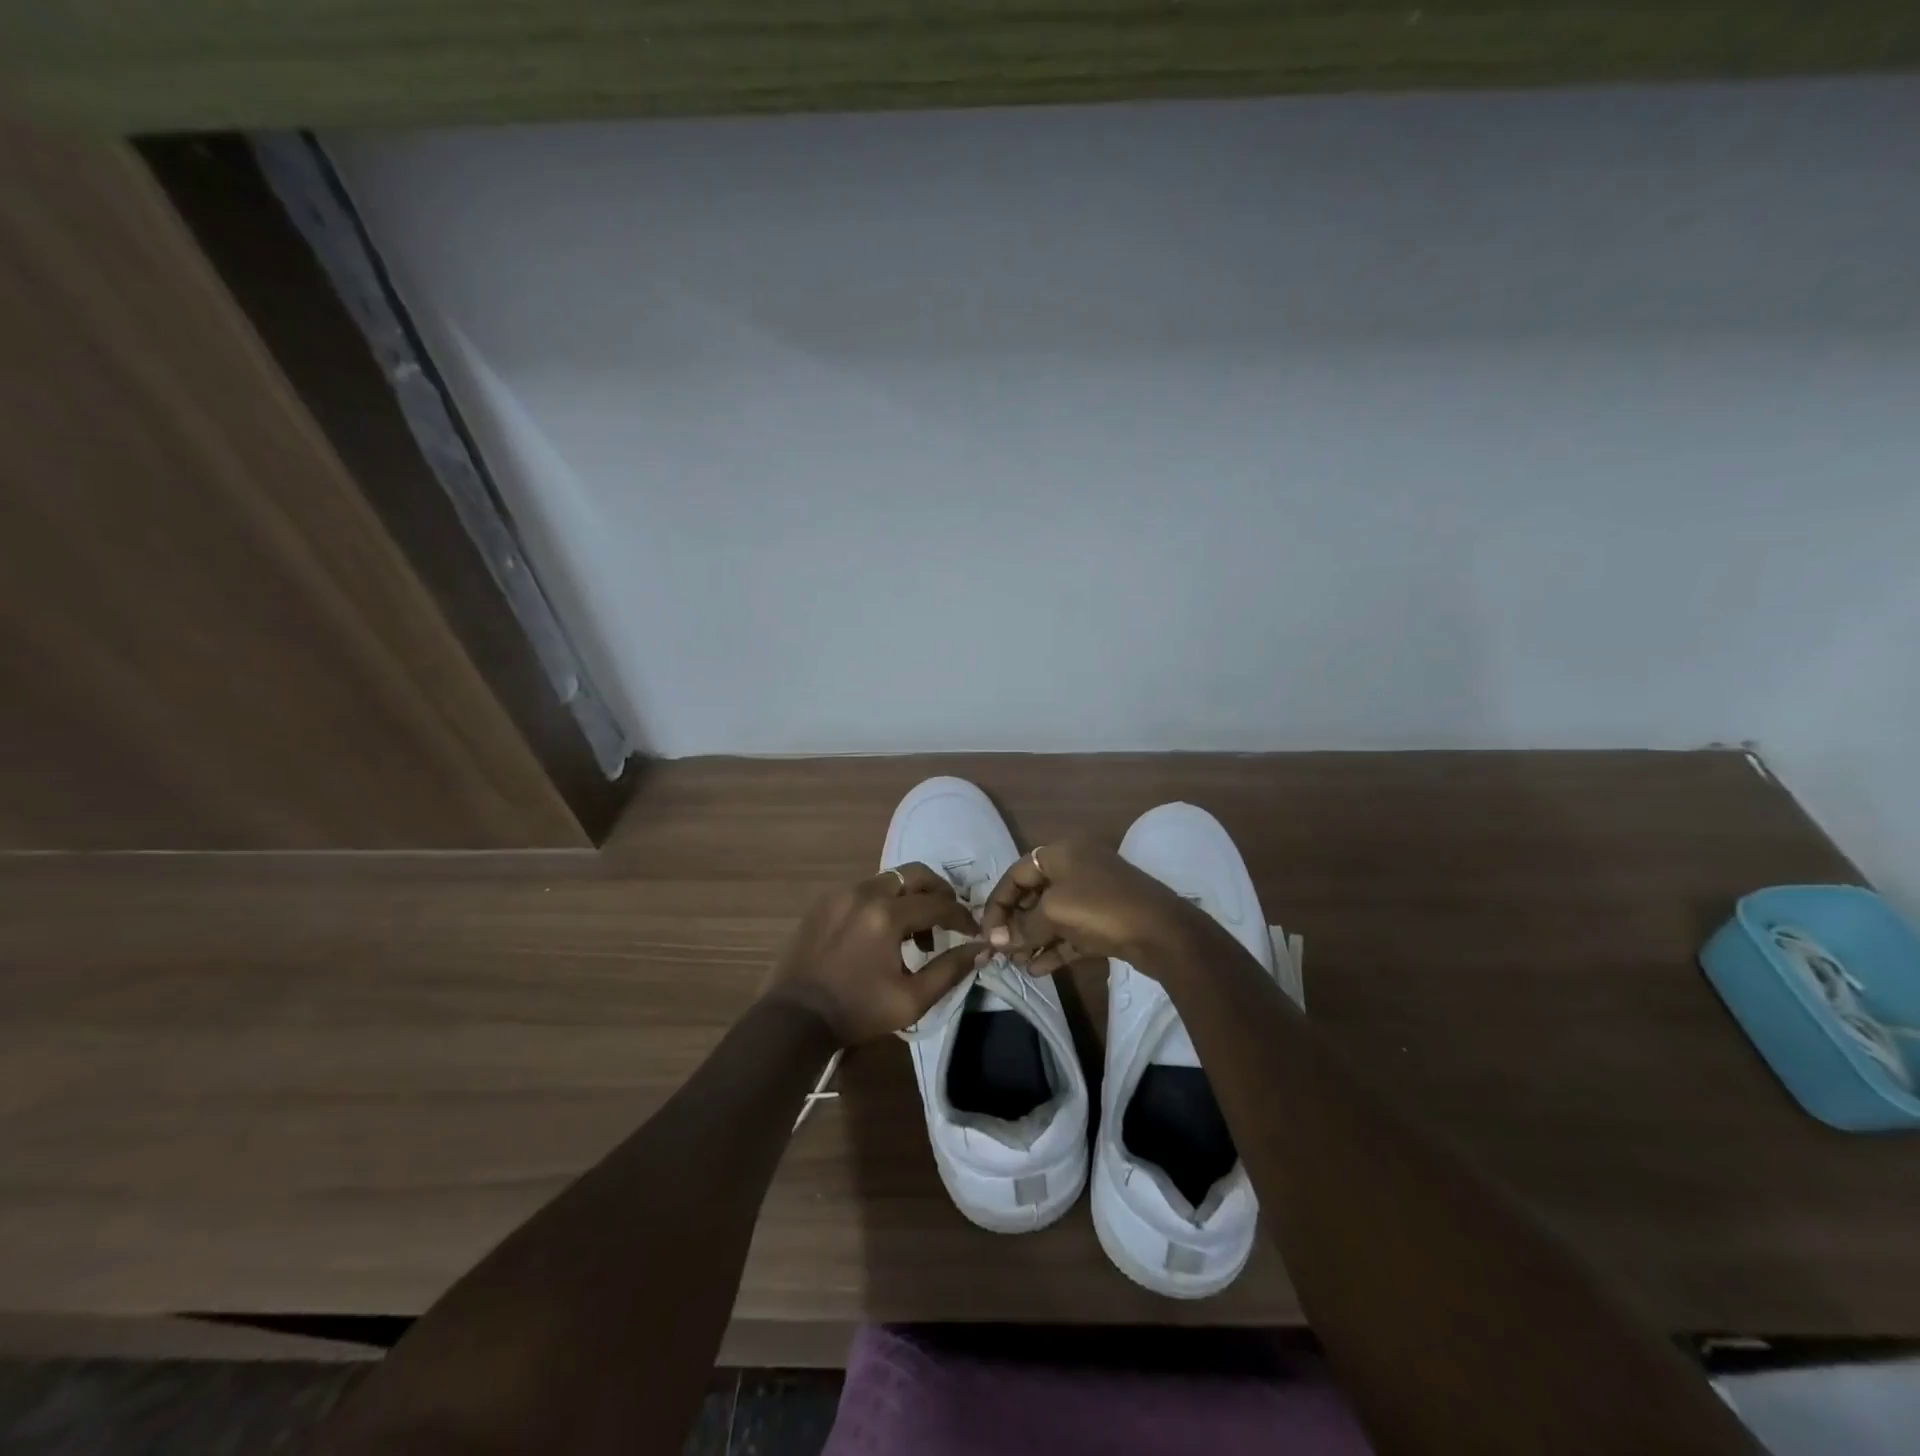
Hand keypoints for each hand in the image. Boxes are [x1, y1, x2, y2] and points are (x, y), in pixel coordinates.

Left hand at [762, 863, 983, 1044]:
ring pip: (889, 880)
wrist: (795, 1018)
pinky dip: (884, 902)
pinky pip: (865, 890)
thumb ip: (950, 970)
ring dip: (910, 898)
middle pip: (914, 874)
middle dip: (938, 892)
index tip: (973, 932)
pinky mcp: (825, 901)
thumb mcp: (912, 1000)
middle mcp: (864, 892)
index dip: (962, 917)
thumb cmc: (857, 1012)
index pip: (938, 904)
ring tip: (916, 933)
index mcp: (886, 916)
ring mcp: (841, 893)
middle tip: (949, 916)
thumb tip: (981, 948)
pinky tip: (884, 933)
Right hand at [979, 835, 1193, 975]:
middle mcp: (1076, 867)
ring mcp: (1094, 894)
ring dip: (1032, 938)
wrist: (1162, 932)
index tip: (987, 931)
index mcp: (1061, 852)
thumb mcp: (1053, 912)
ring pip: (1053, 916)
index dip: (998, 901)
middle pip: (1034, 893)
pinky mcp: (1106, 921)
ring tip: (1015, 962)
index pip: (1017, 873)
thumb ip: (1023, 926)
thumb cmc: (1100, 908)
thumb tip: (997, 940)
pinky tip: (1036, 969)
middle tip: (1000, 949)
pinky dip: (1053, 948)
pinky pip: (1071, 932)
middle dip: (1015, 922)